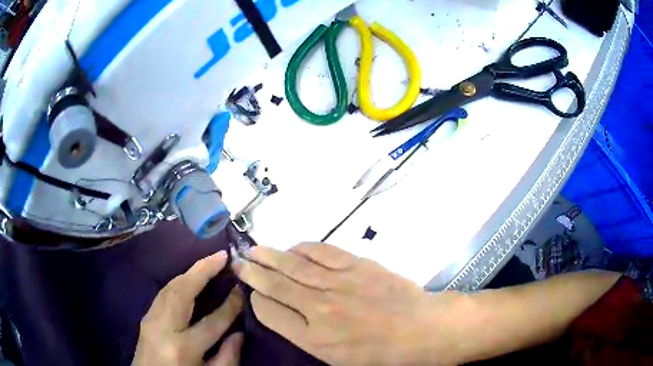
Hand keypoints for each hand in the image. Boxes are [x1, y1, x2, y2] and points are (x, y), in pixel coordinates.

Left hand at [133, 251, 243, 365]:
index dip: (230, 306)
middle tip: (222, 255)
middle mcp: (163, 328)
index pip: (212, 322)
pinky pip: (163, 293)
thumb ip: (228, 358)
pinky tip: (189, 278)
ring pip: (170, 287)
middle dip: (203, 271)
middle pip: (183, 292)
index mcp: (183, 348)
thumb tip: (239, 333)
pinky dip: (179, 281)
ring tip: (209, 261)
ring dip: (190, 272)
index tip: (241, 290)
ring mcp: (150, 319)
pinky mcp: (146, 317)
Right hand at [234, 243, 458, 365]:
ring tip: (254, 250)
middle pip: (276, 286)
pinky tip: (294, 246)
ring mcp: (339, 284)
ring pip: (294, 266)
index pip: (270, 313)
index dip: (256, 301)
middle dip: (253, 273)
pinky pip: (323, 253)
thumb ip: (307, 338)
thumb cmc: (381, 354)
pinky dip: (305, 248)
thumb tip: (284, 317)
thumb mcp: (338, 360)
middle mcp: (320, 309)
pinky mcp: (358, 266)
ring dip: (271, 256)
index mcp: (314, 338)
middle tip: (237, 262)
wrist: (421, 330)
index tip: (252, 294)